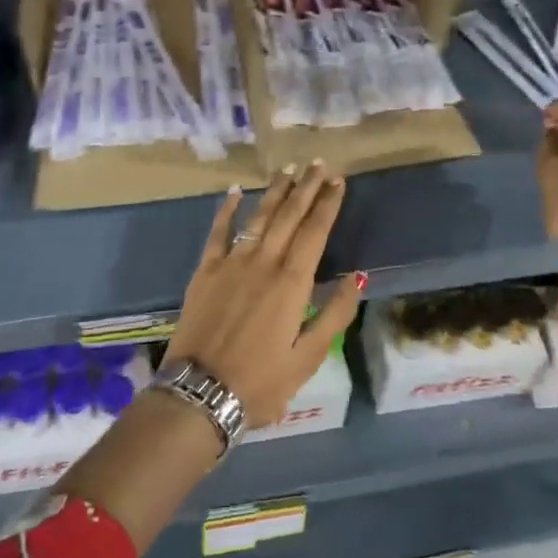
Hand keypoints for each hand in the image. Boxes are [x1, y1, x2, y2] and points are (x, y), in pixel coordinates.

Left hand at [164, 160, 366, 427]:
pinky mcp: (204, 272)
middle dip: (306, 187)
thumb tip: (358, 277)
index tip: (339, 180)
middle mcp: (263, 262)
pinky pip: (218, 232)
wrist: (199, 395)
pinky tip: (234, 191)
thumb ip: (335, 314)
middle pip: (289, 216)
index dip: (328, 204)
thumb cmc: (260, 383)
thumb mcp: (309, 358)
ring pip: (258, 217)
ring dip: (275, 191)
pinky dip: (226, 210)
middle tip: (319, 163)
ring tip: (288, 169)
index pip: (315, 231)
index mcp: (291, 282)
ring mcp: (230, 263)